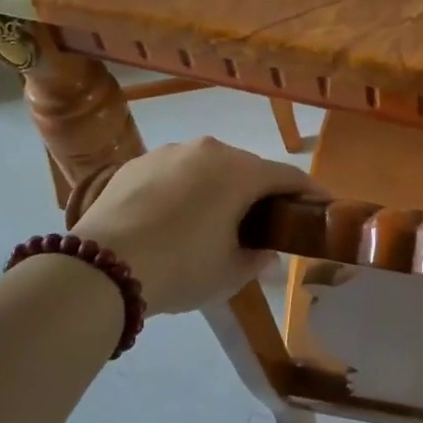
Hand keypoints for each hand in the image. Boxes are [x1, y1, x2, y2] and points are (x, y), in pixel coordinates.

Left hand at [69, 137, 318, 314]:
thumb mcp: (229, 273)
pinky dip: (183, 190)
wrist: (100, 267)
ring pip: (208, 167)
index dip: (310, 192)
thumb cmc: (180, 267)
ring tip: (210, 220)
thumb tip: (266, 251)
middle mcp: (210, 149)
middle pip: (248, 168)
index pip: (288, 176)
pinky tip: (170, 219)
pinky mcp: (136, 162)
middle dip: (259, 192)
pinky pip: (174, 172)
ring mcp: (170, 151)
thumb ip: (258, 258)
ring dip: (218, 188)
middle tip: (261, 222)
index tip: (322, 205)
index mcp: (241, 171)